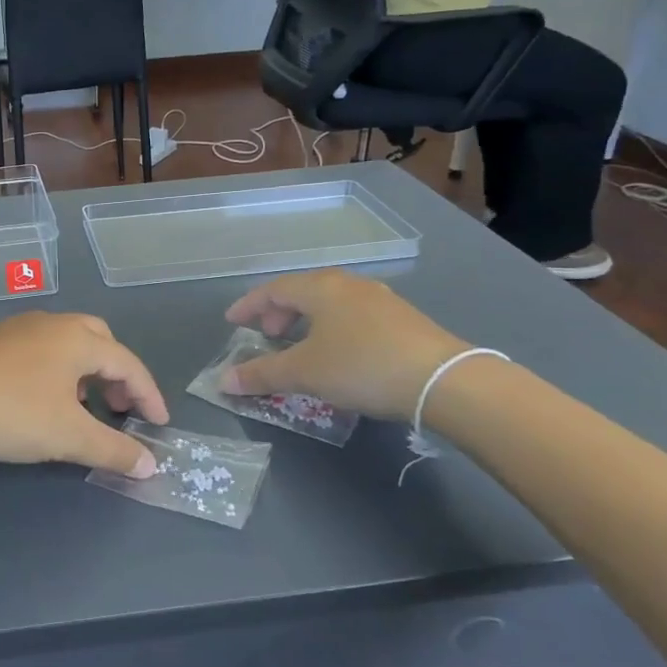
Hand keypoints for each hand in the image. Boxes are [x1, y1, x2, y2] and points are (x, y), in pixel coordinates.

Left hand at [0, 312, 169, 476]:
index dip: (148, 394)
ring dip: (85, 373)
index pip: (127, 363)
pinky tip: (42, 400)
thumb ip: (113, 449)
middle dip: (116, 375)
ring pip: (66, 344)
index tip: (159, 424)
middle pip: (99, 341)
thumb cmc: (8, 411)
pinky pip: (39, 350)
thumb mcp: (67, 436)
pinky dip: (56, 372)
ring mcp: (16, 329)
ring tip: (83, 407)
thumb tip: (150, 466)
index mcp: (76, 338)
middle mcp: (50, 324)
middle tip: (119, 408)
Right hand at [221, 271, 469, 420]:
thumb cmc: (361, 366)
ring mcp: (380, 300)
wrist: (442, 380)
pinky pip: (353, 317)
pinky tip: (339, 355)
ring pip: (330, 304)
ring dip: (307, 323)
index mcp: (320, 288)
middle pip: (303, 292)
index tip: (232, 322)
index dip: (249, 306)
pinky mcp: (403, 320)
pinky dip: (333, 330)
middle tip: (267, 338)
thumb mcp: (304, 373)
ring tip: (301, 348)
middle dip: (279, 314)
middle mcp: (349, 285)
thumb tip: (224, 381)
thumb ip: (262, 375)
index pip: (273, 290)